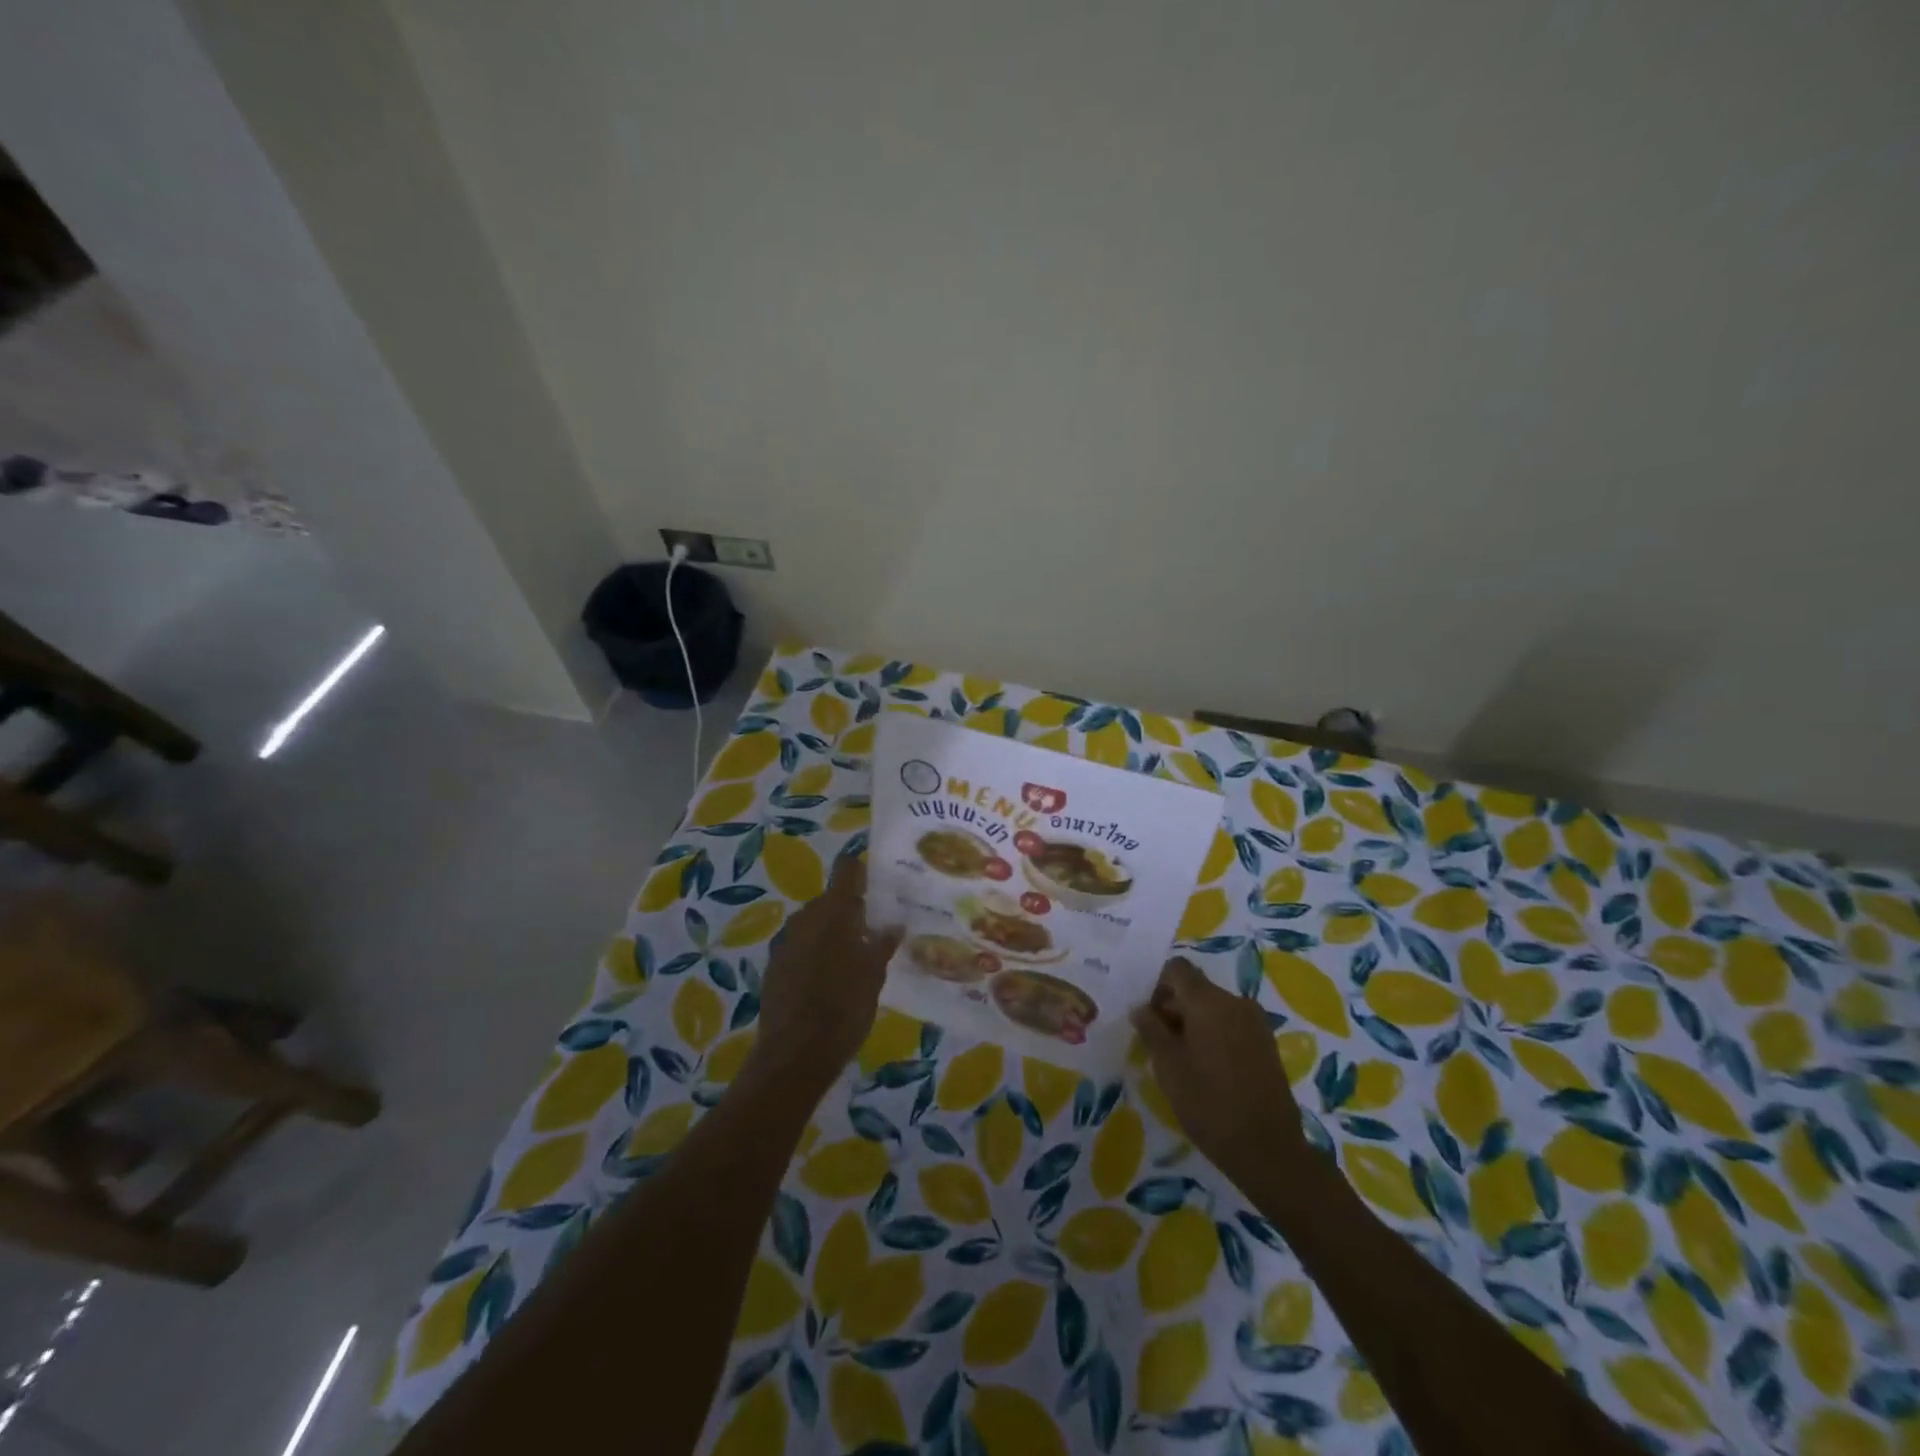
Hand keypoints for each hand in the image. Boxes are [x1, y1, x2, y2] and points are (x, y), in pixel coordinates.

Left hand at [744, 855, 902, 1093]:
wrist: (795, 1053)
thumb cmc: (844, 1006)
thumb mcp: (874, 974)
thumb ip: (882, 944)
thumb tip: (893, 925)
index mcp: (832, 911)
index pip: (846, 870)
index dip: (860, 869)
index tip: (878, 877)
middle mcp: (804, 918)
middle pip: (830, 900)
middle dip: (851, 909)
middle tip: (875, 925)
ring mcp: (785, 942)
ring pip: (814, 925)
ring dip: (833, 932)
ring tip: (855, 954)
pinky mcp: (774, 967)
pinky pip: (801, 947)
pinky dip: (816, 953)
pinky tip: (830, 977)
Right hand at [1130, 957, 1309, 1184]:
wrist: (1268, 1149)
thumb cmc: (1209, 1104)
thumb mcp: (1168, 1067)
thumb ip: (1151, 1030)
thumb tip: (1140, 1008)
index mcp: (1208, 1001)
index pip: (1177, 969)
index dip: (1158, 986)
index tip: (1149, 1017)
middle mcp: (1235, 1002)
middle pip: (1196, 988)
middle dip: (1174, 1007)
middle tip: (1159, 1043)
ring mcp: (1255, 1023)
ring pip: (1214, 1007)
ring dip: (1194, 1022)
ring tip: (1182, 1059)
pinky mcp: (1267, 1044)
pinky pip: (1232, 1024)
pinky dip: (1215, 1034)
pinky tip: (1208, 1068)